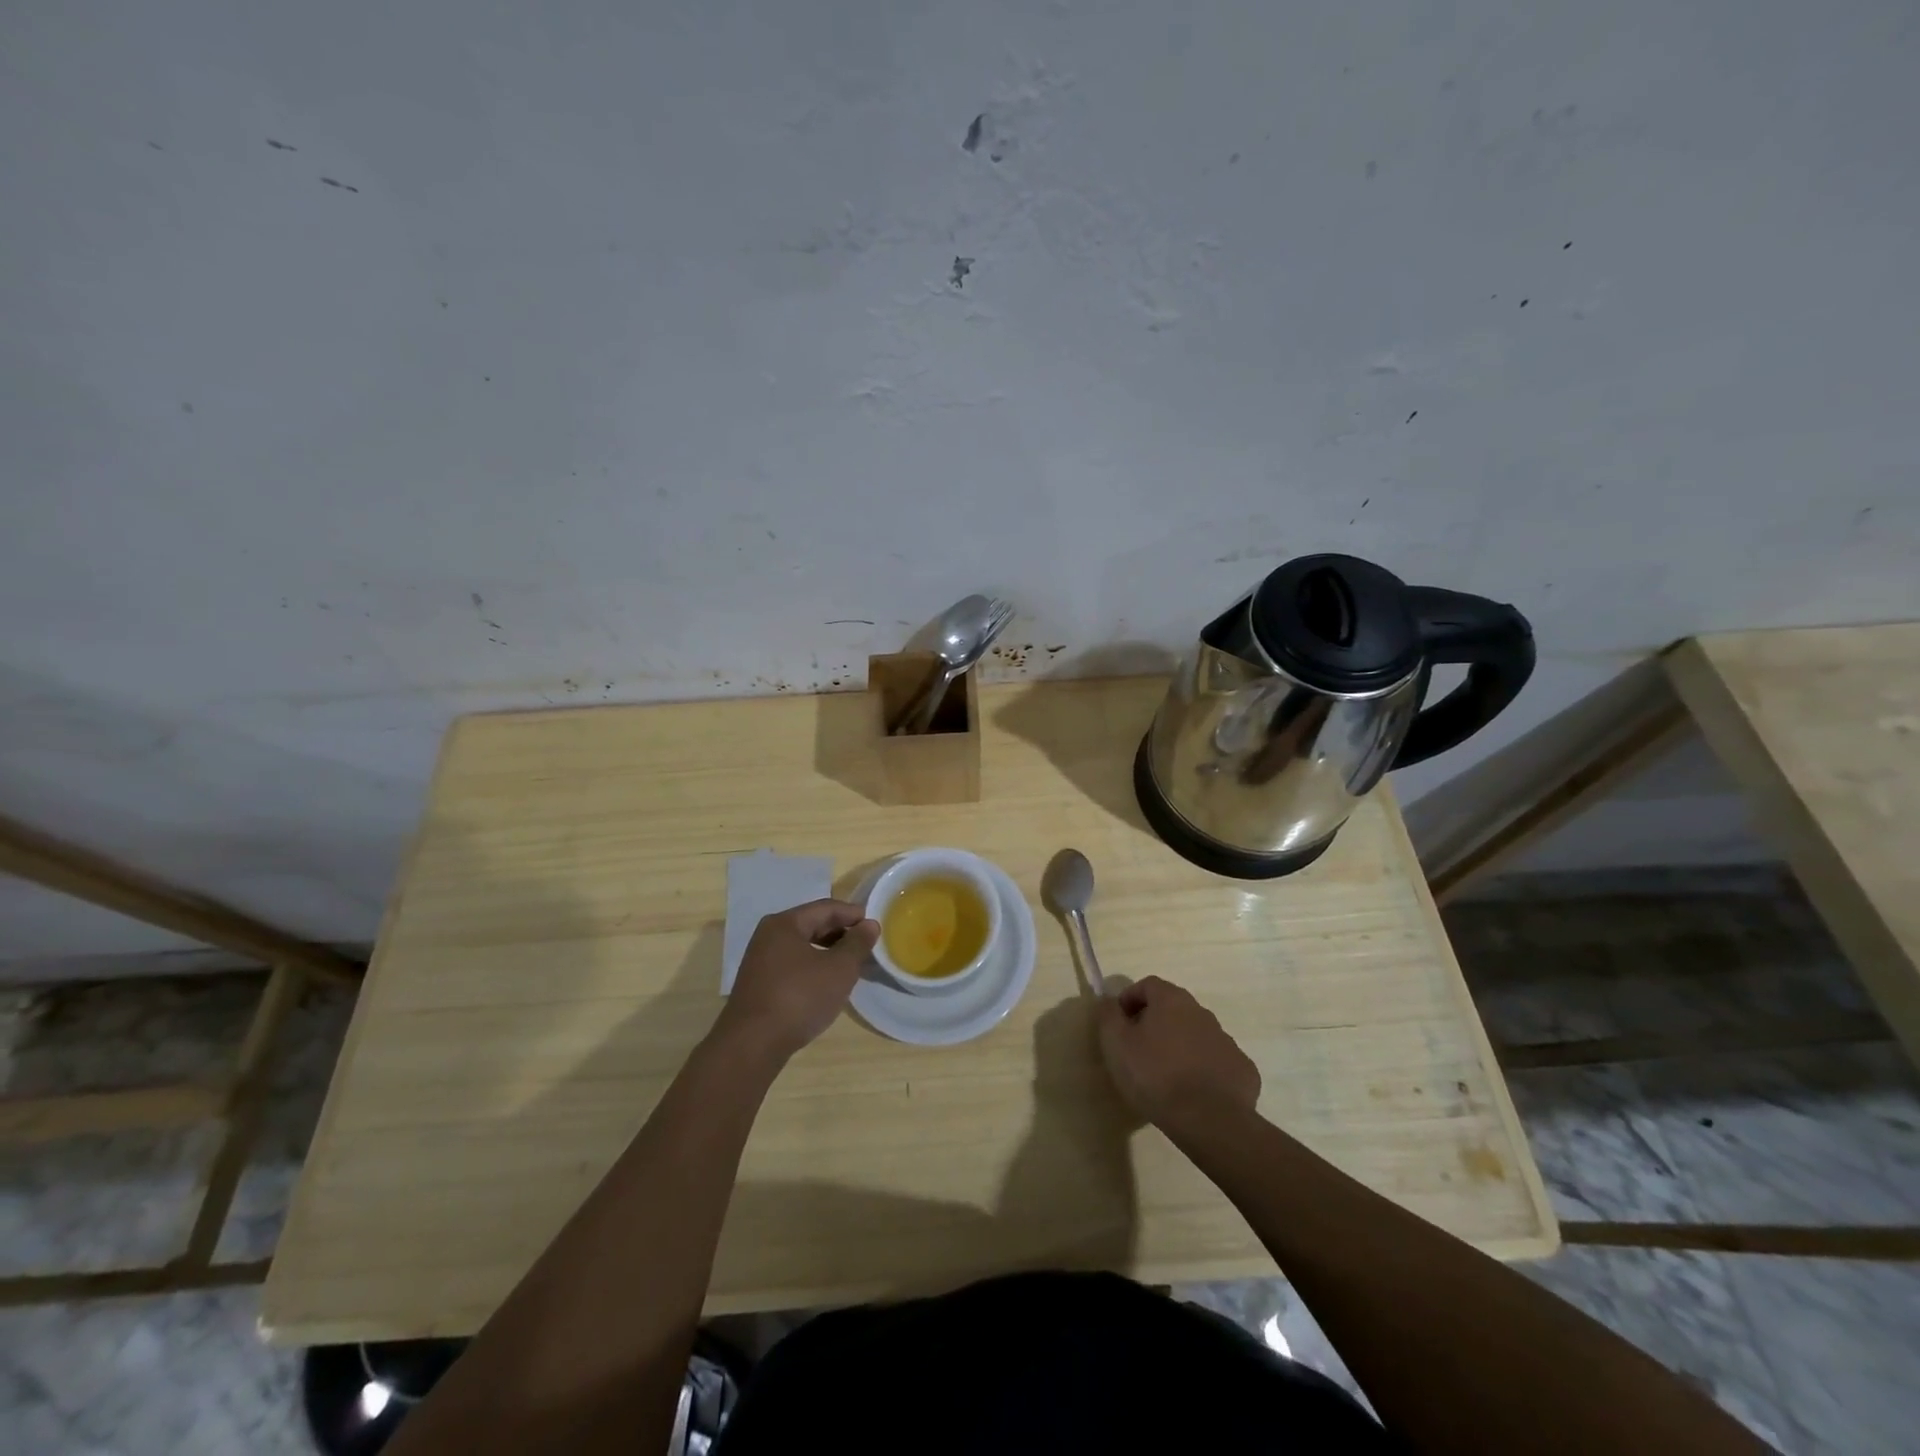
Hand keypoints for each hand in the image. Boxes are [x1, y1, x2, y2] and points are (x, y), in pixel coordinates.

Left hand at [717, 899, 879, 1061]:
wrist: (752, 1045)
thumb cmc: (799, 998)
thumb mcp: (839, 969)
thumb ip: (857, 944)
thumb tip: (869, 925)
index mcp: (785, 923)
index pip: (826, 908)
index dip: (853, 914)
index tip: (875, 926)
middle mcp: (769, 935)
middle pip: (812, 924)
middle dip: (841, 933)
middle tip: (866, 945)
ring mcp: (760, 960)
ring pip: (802, 946)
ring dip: (828, 951)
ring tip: (851, 964)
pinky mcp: (759, 984)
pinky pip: (793, 964)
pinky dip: (813, 966)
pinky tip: (826, 983)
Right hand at [1095, 976, 1260, 1127]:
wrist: (1209, 1120)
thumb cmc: (1155, 1075)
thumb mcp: (1116, 1043)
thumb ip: (1108, 1015)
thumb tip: (1109, 1000)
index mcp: (1172, 1000)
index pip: (1148, 984)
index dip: (1130, 999)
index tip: (1119, 1023)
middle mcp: (1202, 1012)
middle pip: (1174, 1008)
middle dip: (1155, 1022)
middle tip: (1140, 1050)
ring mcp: (1226, 1041)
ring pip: (1197, 1035)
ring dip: (1181, 1045)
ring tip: (1167, 1075)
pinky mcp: (1243, 1070)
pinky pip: (1217, 1062)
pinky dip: (1204, 1069)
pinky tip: (1194, 1092)